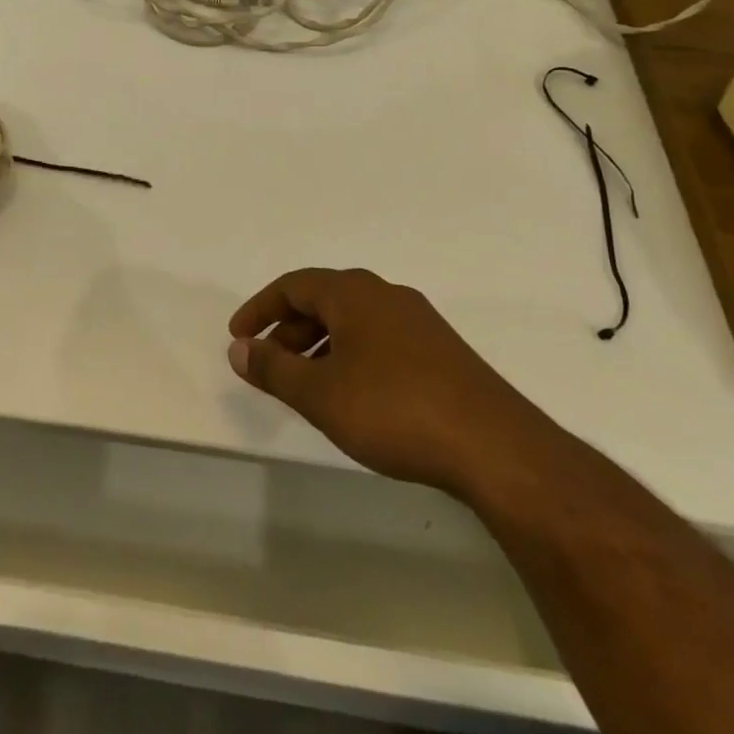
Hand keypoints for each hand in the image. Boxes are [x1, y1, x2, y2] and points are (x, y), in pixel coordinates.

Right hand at [227, 268, 556, 494]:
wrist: (496, 448)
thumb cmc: (394, 410)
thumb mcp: (321, 393)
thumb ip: (273, 368)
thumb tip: (238, 348)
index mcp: (354, 293)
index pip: (293, 286)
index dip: (259, 309)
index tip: (238, 337)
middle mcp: (386, 295)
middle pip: (323, 300)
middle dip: (288, 330)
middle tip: (268, 365)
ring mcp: (419, 322)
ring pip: (353, 321)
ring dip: (320, 345)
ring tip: (307, 385)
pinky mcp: (442, 352)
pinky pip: (379, 339)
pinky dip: (351, 356)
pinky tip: (354, 395)